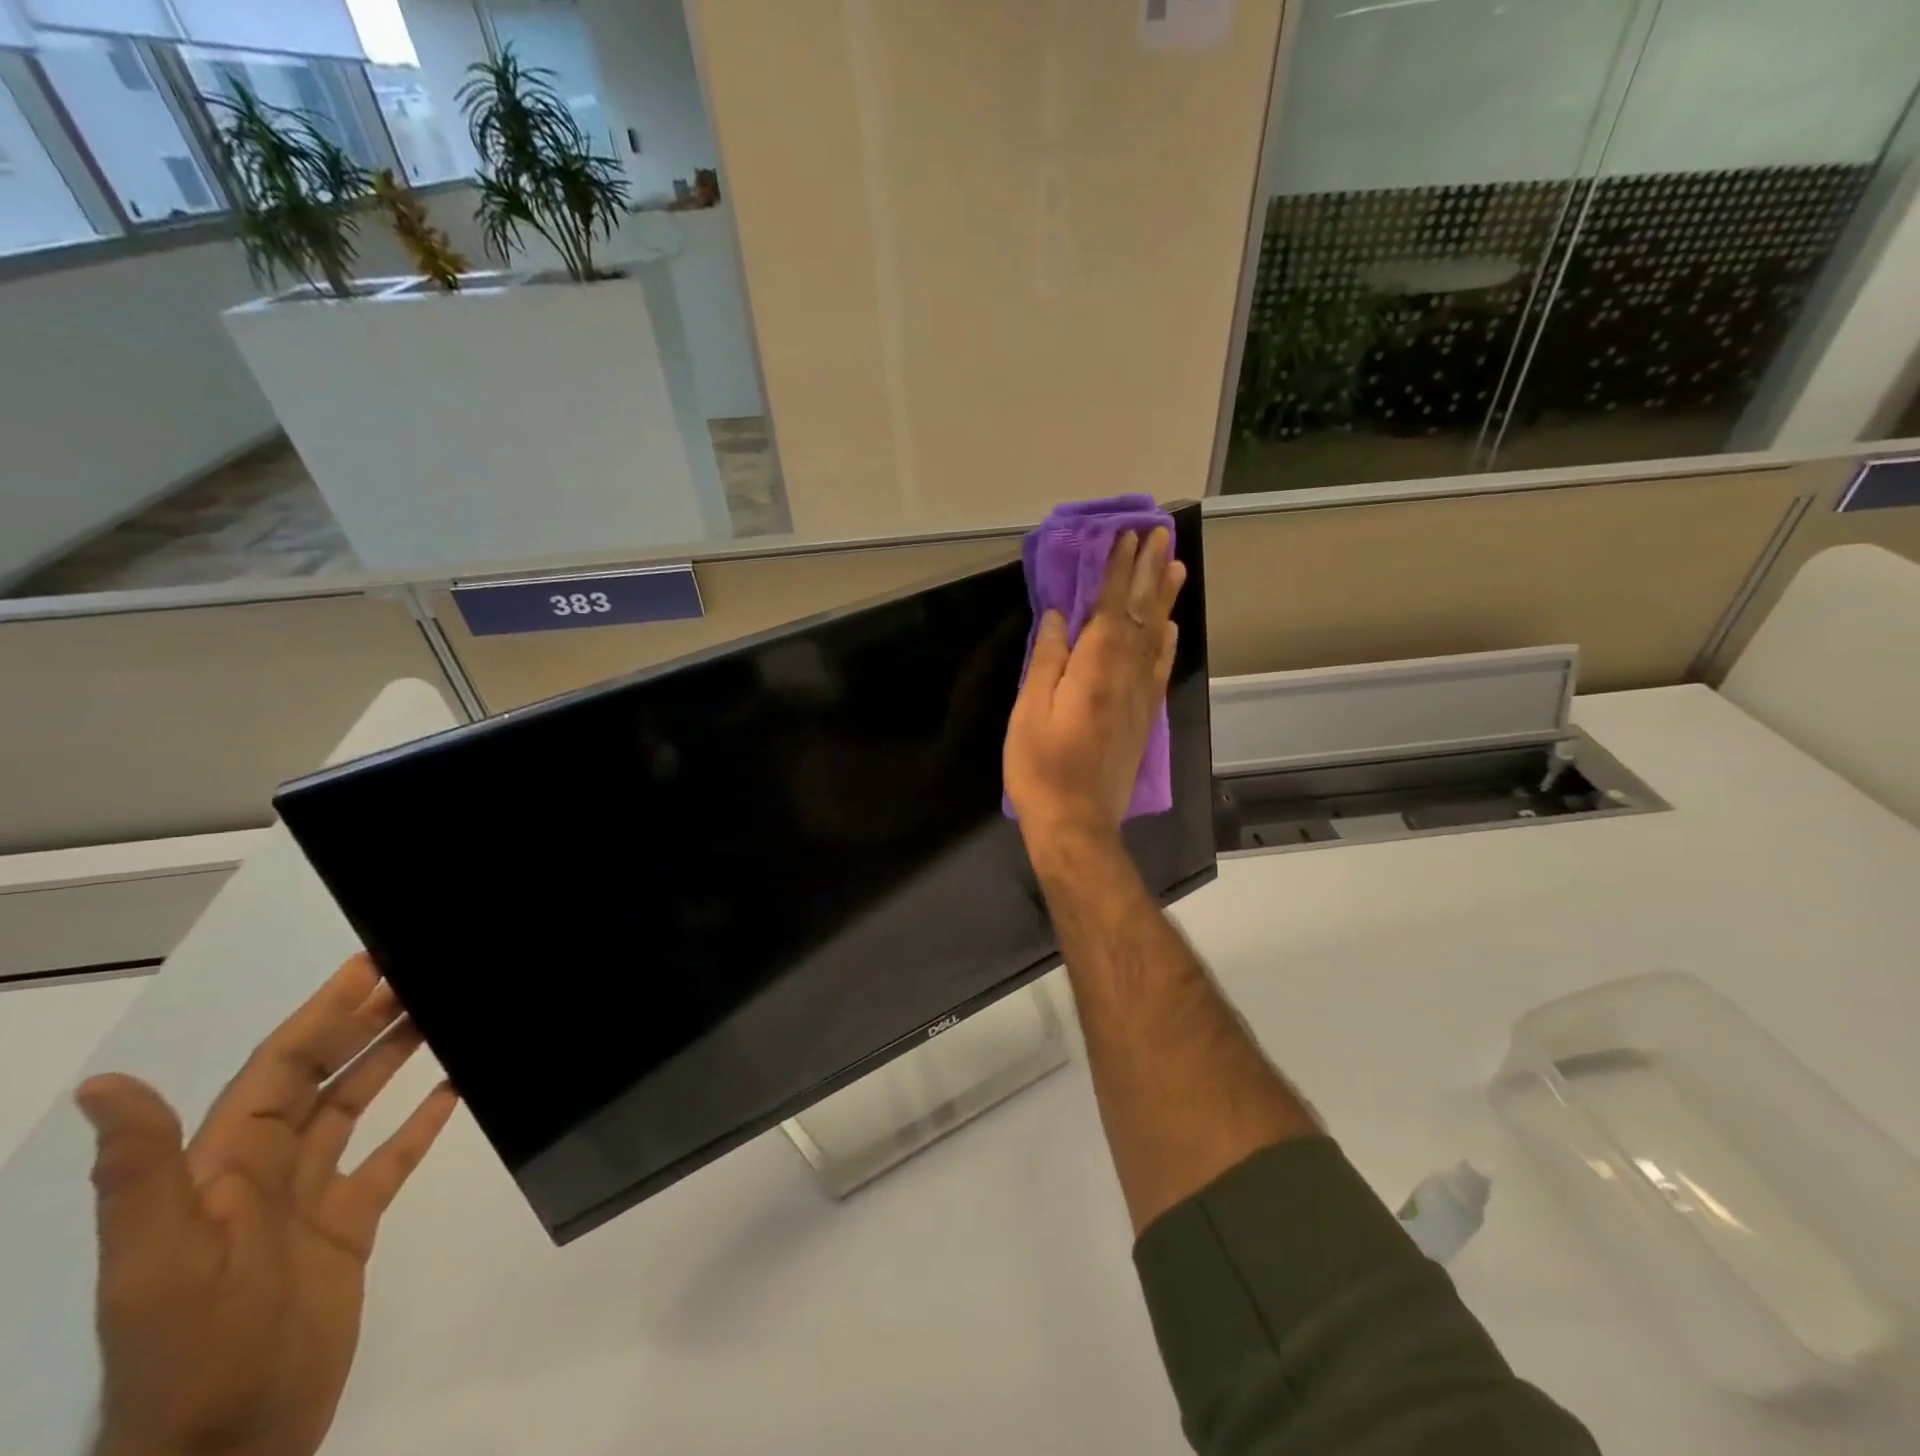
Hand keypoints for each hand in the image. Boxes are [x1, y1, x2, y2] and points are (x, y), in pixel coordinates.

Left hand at [80, 955, 458, 1455]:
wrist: (227, 1452)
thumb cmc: (195, 1352)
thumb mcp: (161, 1265)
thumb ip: (142, 1175)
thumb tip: (107, 1085)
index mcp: (221, 1169)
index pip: (277, 1069)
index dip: (320, 1015)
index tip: (367, 968)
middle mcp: (264, 1174)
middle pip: (320, 1078)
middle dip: (362, 1023)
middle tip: (414, 975)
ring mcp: (309, 1202)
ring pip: (355, 1109)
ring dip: (392, 1060)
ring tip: (438, 1015)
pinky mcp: (348, 1228)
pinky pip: (389, 1160)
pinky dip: (420, 1123)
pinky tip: (453, 1090)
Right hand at [1004, 526, 1185, 853]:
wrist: (1077, 822)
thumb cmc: (1041, 767)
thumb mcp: (1029, 711)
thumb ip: (1048, 660)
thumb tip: (1062, 617)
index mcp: (1095, 668)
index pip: (1111, 607)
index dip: (1119, 570)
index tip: (1127, 536)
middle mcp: (1126, 674)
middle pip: (1142, 614)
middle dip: (1148, 572)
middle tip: (1161, 535)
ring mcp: (1141, 697)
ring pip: (1157, 637)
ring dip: (1165, 599)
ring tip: (1175, 566)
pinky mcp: (1144, 718)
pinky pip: (1160, 669)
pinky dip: (1167, 643)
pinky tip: (1170, 629)